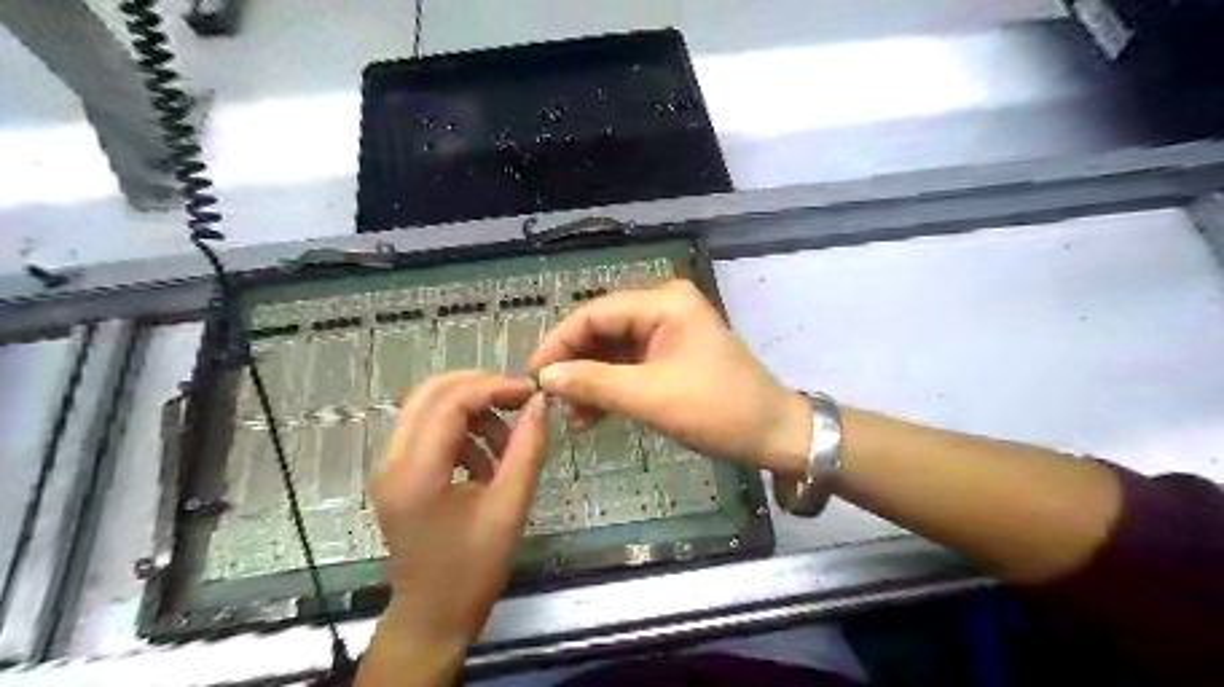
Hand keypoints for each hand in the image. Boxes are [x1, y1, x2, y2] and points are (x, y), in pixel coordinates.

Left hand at [359, 376, 546, 686]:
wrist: (433, 618)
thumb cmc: (472, 570)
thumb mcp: (509, 508)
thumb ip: (527, 450)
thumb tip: (541, 404)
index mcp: (416, 473)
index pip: (451, 402)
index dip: (494, 388)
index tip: (532, 394)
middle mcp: (392, 461)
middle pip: (431, 393)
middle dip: (481, 388)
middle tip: (520, 401)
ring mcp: (390, 467)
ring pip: (430, 408)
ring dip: (473, 413)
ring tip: (508, 444)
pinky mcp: (398, 474)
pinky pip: (430, 431)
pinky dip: (463, 434)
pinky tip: (488, 464)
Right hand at [529, 281, 811, 474]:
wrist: (772, 433)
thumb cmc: (716, 409)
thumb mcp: (649, 396)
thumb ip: (593, 382)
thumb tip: (545, 376)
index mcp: (664, 303)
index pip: (595, 313)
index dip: (560, 342)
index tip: (533, 375)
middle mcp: (664, 307)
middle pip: (603, 330)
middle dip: (576, 365)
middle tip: (550, 399)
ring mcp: (669, 331)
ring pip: (613, 351)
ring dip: (591, 381)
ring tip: (571, 415)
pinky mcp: (672, 355)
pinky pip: (630, 365)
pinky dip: (611, 388)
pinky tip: (592, 415)